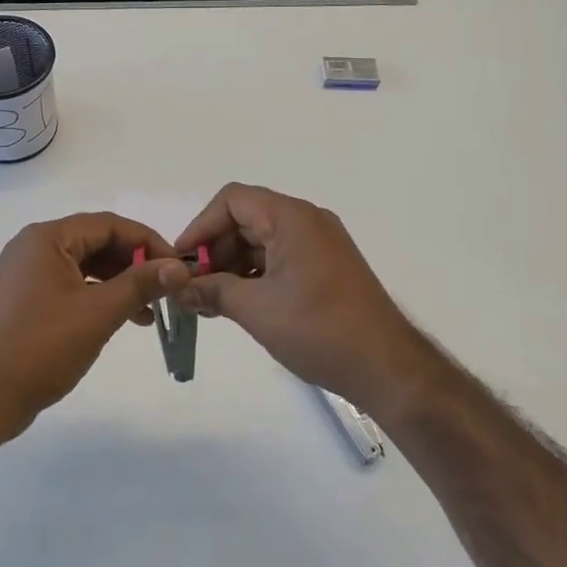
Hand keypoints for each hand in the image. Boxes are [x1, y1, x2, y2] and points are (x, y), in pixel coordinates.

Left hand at [0, 213, 190, 441]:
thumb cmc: (42, 347)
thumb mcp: (98, 313)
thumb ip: (140, 284)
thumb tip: (179, 267)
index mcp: (46, 238)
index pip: (108, 224)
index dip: (146, 242)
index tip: (176, 265)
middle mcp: (33, 247)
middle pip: (95, 242)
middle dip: (133, 264)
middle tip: (165, 289)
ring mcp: (25, 274)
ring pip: (84, 266)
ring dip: (118, 283)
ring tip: (148, 312)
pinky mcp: (24, 299)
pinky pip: (69, 285)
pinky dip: (96, 297)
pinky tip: (118, 319)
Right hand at [173, 184, 440, 423]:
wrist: (387, 367)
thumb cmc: (318, 329)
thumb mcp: (256, 309)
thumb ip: (212, 291)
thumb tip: (179, 289)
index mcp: (291, 217)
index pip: (233, 200)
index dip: (201, 226)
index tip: (182, 261)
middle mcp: (307, 220)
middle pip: (246, 218)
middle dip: (215, 249)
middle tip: (192, 287)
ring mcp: (321, 243)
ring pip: (262, 240)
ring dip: (233, 265)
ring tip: (210, 301)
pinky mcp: (327, 267)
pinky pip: (281, 257)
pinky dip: (256, 274)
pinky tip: (239, 303)